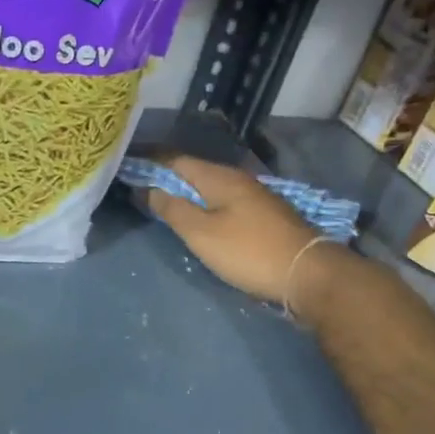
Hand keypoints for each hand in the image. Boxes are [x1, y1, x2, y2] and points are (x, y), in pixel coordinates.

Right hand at [142, 154, 328, 310]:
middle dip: (165, 177)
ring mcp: (254, 197)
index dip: (150, 161)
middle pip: (194, 172)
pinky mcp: (263, 216)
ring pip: (210, 188)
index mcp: (219, 177)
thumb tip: (147, 189)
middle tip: (139, 188)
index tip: (127, 167)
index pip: (175, 159)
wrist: (307, 273)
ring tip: (162, 203)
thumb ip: (172, 209)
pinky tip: (197, 218)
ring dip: (185, 192)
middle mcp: (237, 179)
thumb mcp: (201, 233)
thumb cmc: (248, 252)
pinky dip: (204, 205)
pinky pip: (223, 202)